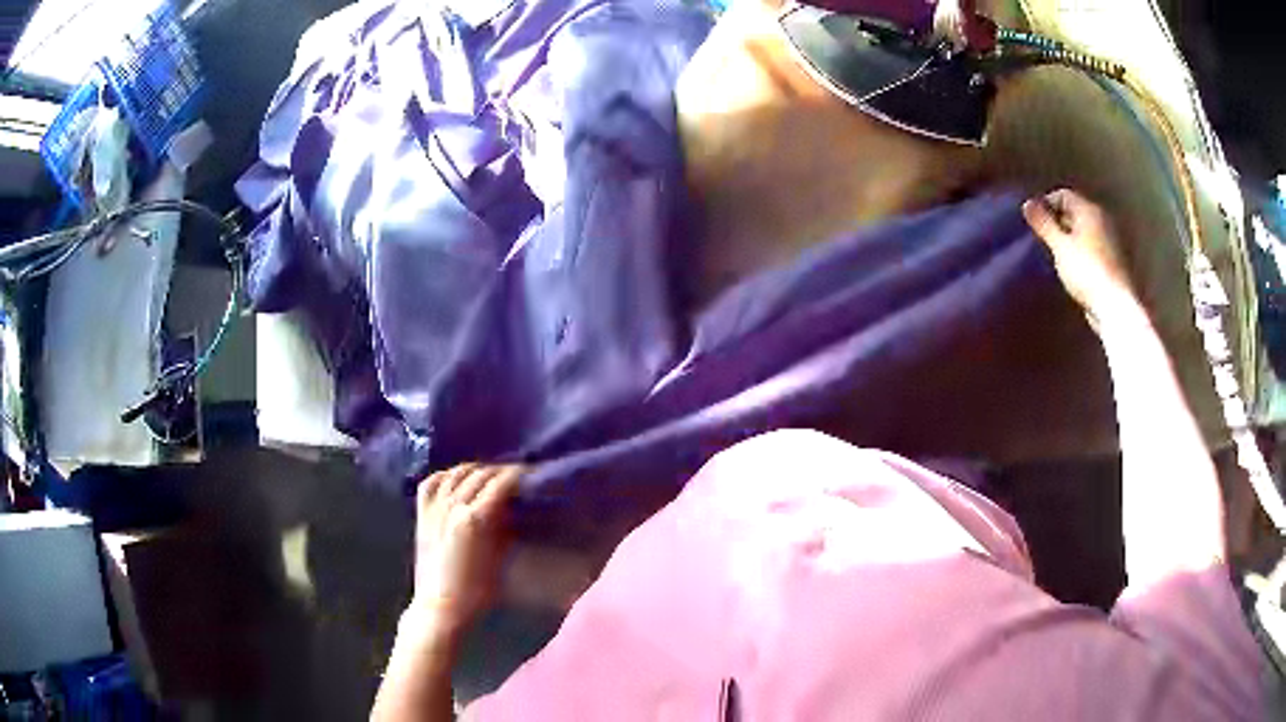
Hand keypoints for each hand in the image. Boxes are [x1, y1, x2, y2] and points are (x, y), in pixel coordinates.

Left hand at [409, 464, 522, 639]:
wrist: (440, 606)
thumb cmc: (477, 591)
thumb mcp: (500, 559)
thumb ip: (504, 529)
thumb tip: (511, 509)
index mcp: (476, 519)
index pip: (500, 484)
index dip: (516, 475)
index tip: (528, 473)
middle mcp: (454, 506)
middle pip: (479, 475)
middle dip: (498, 471)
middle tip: (513, 476)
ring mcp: (435, 508)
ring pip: (455, 474)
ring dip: (473, 470)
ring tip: (486, 474)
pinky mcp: (422, 515)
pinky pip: (430, 484)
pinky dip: (444, 475)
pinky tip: (453, 478)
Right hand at [1022, 189, 1139, 328]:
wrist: (1114, 306)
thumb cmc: (1086, 271)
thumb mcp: (1060, 246)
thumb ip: (1043, 224)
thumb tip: (1027, 203)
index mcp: (1090, 210)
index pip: (1063, 195)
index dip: (1046, 204)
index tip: (1034, 222)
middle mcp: (1103, 220)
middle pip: (1075, 212)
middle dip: (1058, 221)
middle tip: (1043, 238)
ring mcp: (1110, 241)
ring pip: (1084, 231)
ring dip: (1069, 238)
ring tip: (1056, 254)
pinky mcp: (1113, 262)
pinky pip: (1091, 248)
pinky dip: (1080, 252)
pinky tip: (1072, 268)